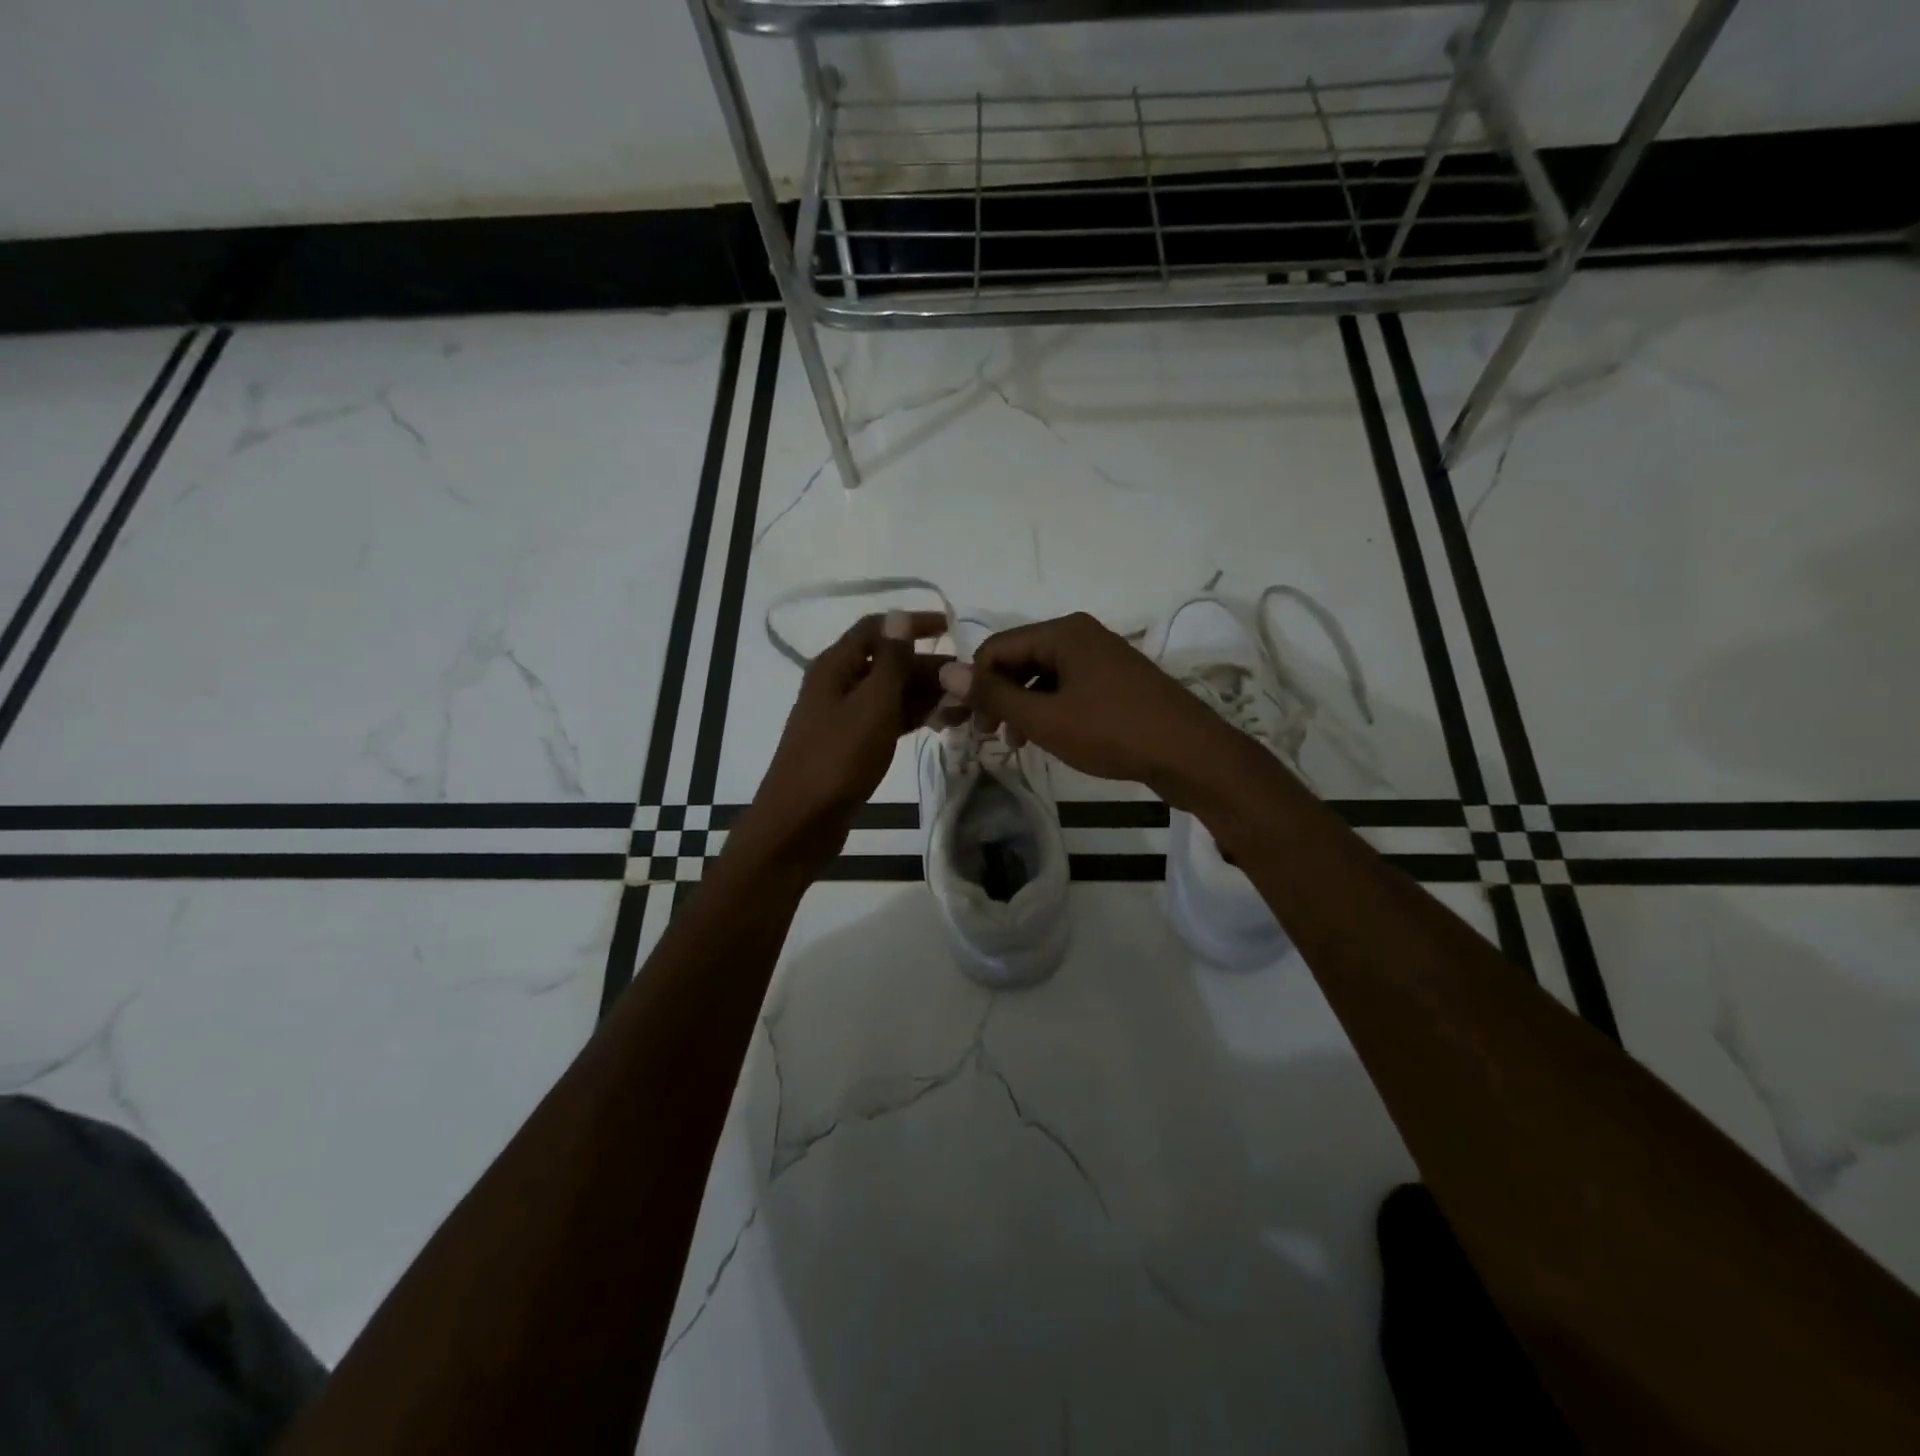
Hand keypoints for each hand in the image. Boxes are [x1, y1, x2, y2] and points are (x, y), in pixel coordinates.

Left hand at [741, 611, 952, 864]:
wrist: (802, 820)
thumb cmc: (838, 757)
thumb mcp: (872, 704)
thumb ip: (891, 660)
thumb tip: (900, 615)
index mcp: (835, 666)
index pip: (877, 628)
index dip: (912, 624)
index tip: (951, 628)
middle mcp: (837, 684)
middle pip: (887, 662)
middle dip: (927, 667)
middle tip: (968, 680)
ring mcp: (844, 716)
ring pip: (890, 693)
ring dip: (925, 695)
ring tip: (965, 706)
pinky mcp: (851, 744)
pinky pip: (887, 720)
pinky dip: (912, 718)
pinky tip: (941, 724)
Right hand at [937, 612, 1237, 806]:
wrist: (1190, 754)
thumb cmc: (1113, 733)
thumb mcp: (1046, 719)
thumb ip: (994, 696)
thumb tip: (946, 671)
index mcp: (1062, 633)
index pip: (996, 648)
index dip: (973, 684)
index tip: (963, 724)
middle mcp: (1080, 635)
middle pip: (1019, 659)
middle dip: (997, 697)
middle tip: (985, 737)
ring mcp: (1101, 657)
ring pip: (1042, 676)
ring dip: (1021, 707)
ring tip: (1014, 743)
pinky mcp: (1115, 680)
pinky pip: (1067, 687)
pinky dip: (1048, 709)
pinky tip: (1045, 737)